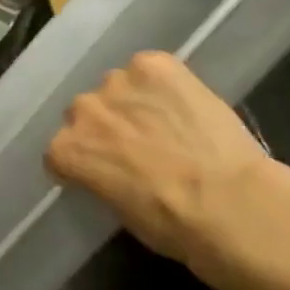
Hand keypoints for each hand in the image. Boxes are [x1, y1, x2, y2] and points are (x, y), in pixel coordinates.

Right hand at [45, 51, 269, 274]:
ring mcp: (118, 82)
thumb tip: (112, 169)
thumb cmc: (171, 224)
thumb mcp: (117, 209)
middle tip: (136, 144)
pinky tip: (182, 102)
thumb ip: (100, 177)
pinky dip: (162, 82)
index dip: (85, 158)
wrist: (228, 202)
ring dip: (132, 101)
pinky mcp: (155, 65)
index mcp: (64, 150)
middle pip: (86, 112)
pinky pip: (149, 67)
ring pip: (117, 86)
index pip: (61, 148)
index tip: (104, 168)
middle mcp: (82, 110)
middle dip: (105, 126)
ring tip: (164, 121)